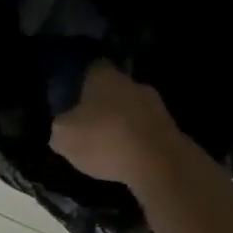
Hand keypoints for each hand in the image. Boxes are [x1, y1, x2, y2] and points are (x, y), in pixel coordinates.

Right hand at [49, 63, 183, 186]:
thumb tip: (63, 128)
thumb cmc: (104, 140)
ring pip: (132, 110)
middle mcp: (132, 83)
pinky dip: (137, 141)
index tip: (73, 96)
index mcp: (104, 77)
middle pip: (114, 89)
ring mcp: (156, 105)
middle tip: (89, 124)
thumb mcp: (63, 136)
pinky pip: (146, 131)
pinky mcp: (171, 129)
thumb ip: (60, 128)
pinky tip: (128, 158)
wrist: (158, 163)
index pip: (92, 69)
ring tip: (108, 146)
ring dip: (122, 123)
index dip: (81, 82)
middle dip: (103, 104)